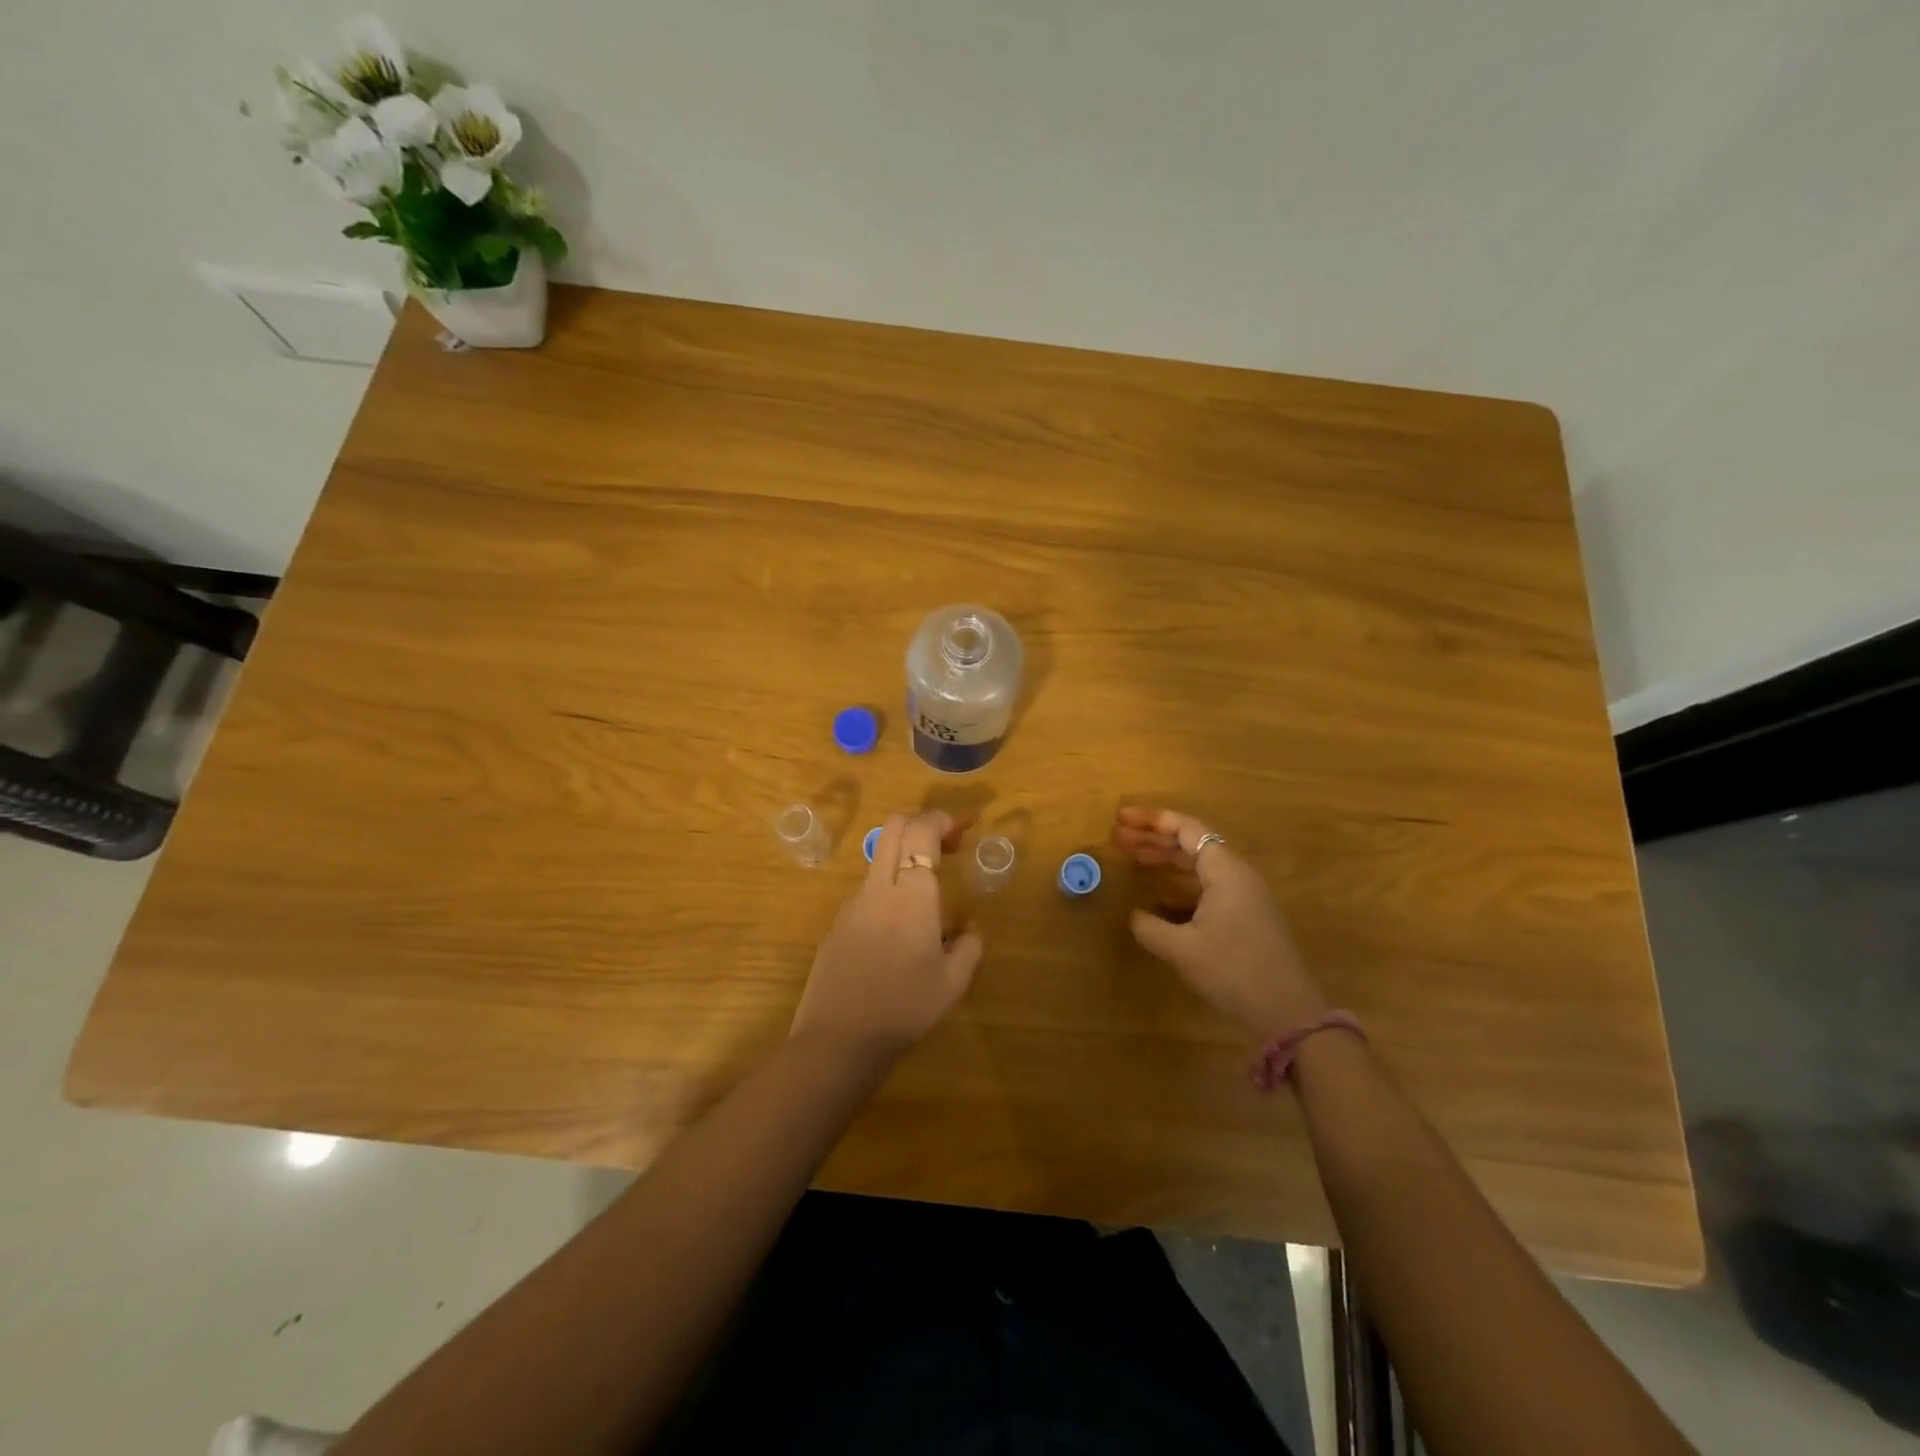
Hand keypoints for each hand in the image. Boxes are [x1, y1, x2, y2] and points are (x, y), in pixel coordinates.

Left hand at [791, 809, 983, 1064]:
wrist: (838, 1040)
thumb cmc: (904, 1008)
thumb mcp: (953, 983)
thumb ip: (970, 945)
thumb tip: (970, 925)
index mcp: (911, 895)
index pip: (921, 830)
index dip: (943, 819)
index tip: (965, 827)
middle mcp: (878, 888)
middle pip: (894, 827)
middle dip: (923, 822)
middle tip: (948, 844)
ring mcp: (852, 904)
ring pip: (880, 858)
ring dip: (906, 857)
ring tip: (930, 892)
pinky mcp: (837, 923)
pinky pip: (869, 891)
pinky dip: (890, 889)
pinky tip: (901, 930)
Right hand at [1114, 807, 1327, 1041]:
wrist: (1287, 1012)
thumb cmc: (1233, 970)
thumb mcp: (1182, 949)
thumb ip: (1150, 927)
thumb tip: (1134, 915)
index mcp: (1225, 871)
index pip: (1186, 829)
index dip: (1151, 821)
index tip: (1121, 819)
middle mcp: (1237, 876)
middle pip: (1191, 844)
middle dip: (1153, 838)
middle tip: (1118, 836)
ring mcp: (1244, 898)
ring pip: (1198, 867)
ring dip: (1165, 862)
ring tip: (1133, 860)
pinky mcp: (1245, 919)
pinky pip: (1207, 889)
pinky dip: (1180, 887)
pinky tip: (1158, 902)